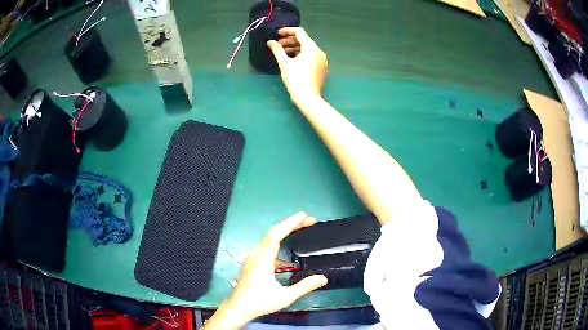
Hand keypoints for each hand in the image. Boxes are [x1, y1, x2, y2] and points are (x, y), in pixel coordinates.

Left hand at [203, 212, 327, 329]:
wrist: (238, 308)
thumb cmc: (260, 302)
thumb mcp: (285, 296)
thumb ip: (305, 286)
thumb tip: (323, 278)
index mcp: (263, 260)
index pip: (276, 235)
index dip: (290, 223)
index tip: (303, 215)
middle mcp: (256, 254)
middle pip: (274, 233)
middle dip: (291, 225)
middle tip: (309, 221)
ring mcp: (252, 258)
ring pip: (269, 240)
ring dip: (285, 233)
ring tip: (301, 229)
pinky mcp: (252, 263)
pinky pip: (267, 247)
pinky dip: (279, 244)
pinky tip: (288, 256)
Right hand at [267, 27, 327, 103]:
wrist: (308, 98)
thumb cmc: (295, 79)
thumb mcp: (284, 63)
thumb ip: (277, 50)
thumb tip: (270, 42)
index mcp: (311, 47)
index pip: (299, 32)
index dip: (287, 31)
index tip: (277, 34)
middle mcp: (319, 51)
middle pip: (304, 40)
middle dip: (289, 40)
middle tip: (277, 45)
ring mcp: (322, 59)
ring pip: (307, 48)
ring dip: (294, 48)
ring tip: (282, 52)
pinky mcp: (322, 67)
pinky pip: (311, 56)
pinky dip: (301, 54)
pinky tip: (292, 60)